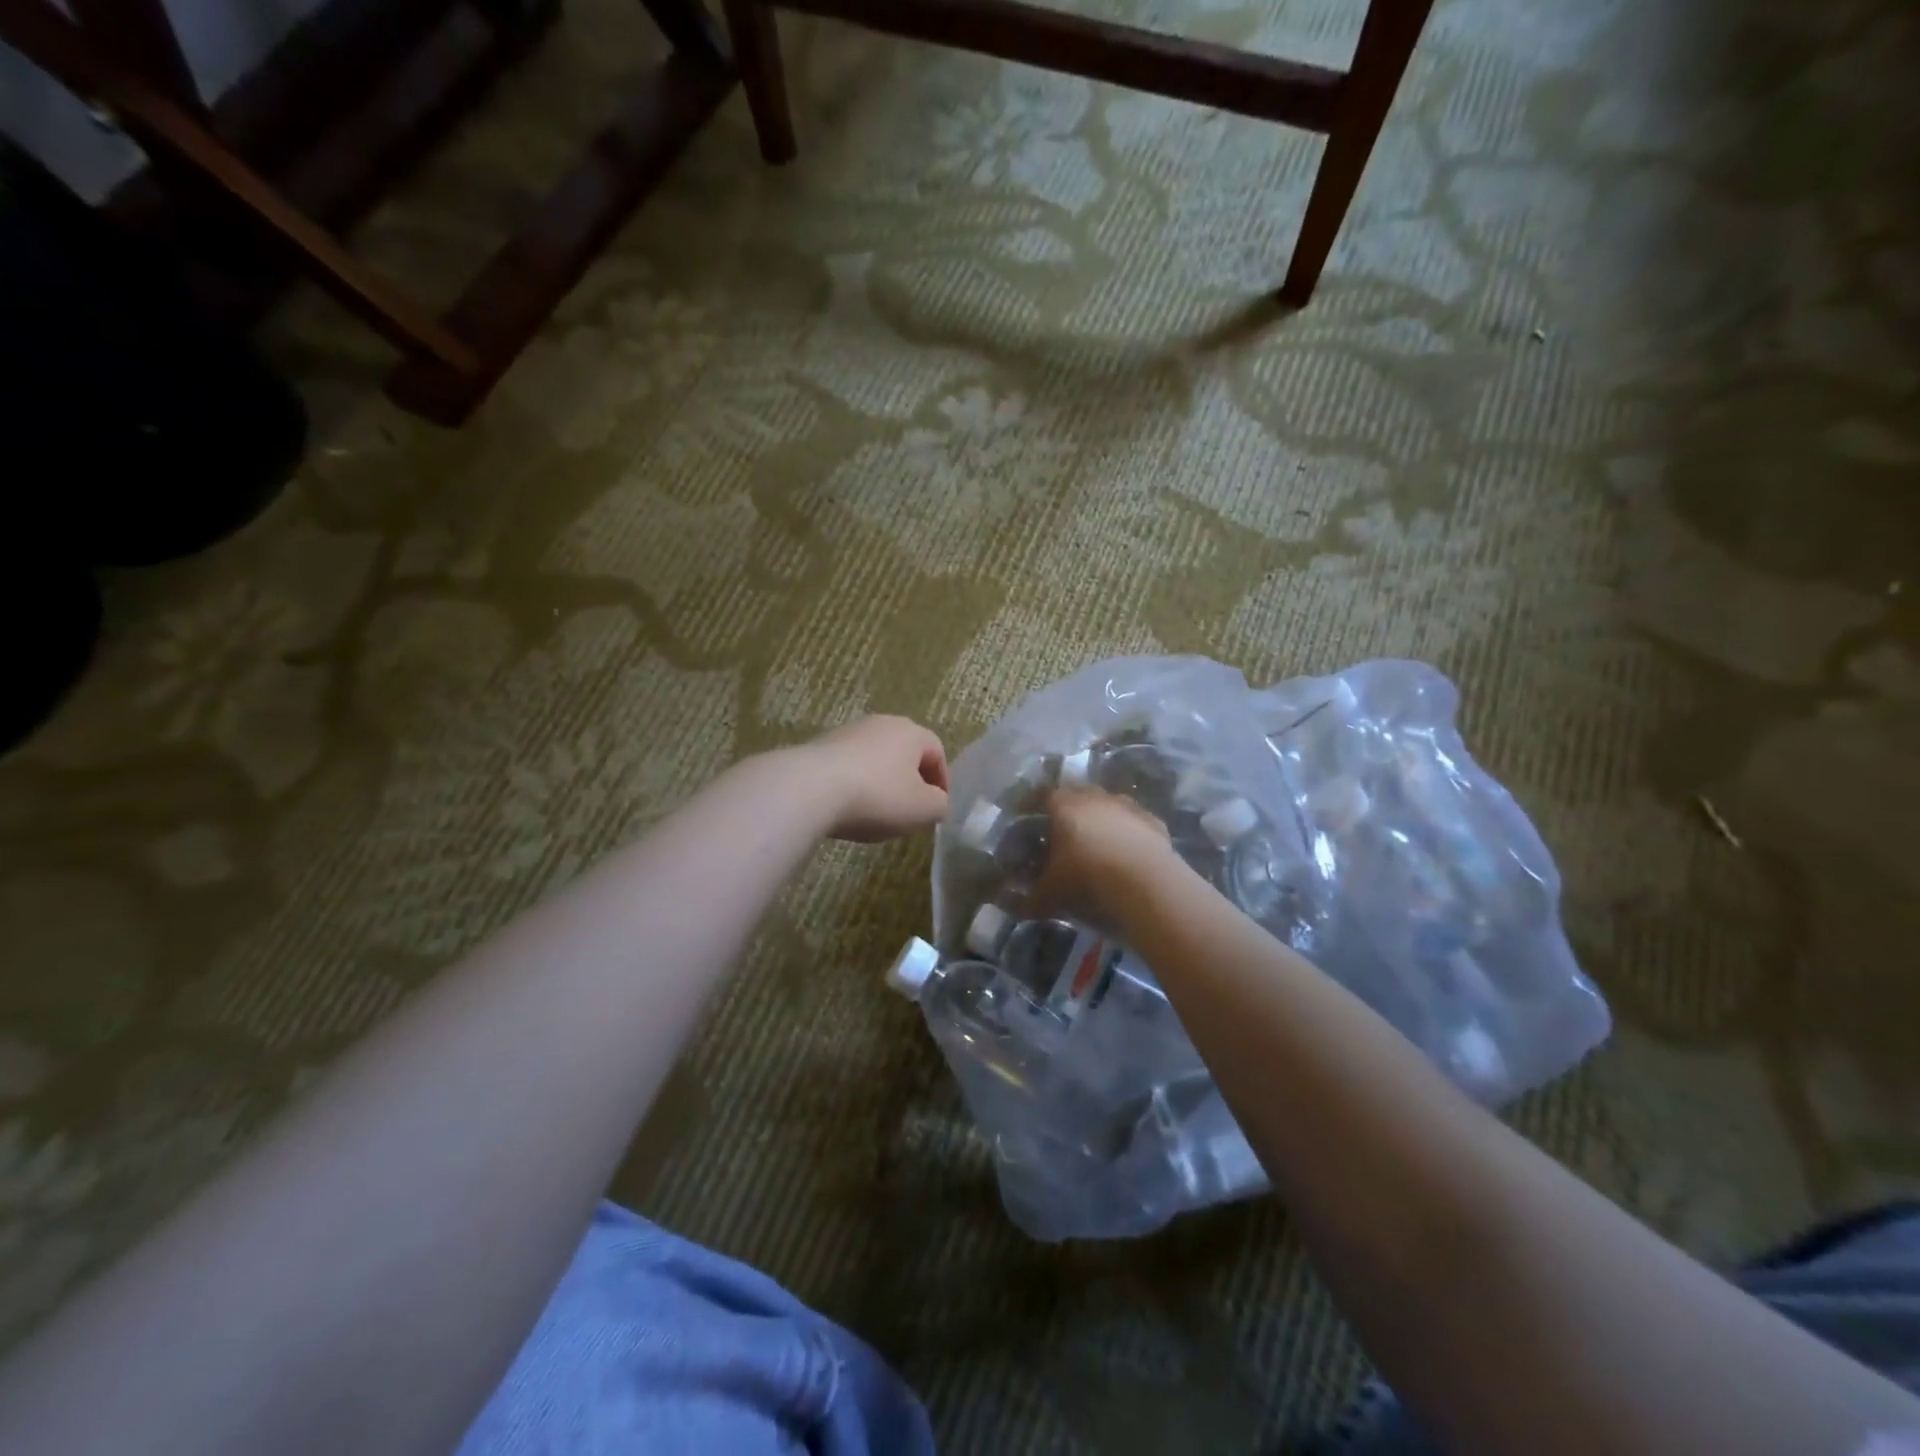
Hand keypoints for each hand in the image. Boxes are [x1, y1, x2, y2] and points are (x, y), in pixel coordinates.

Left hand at [801, 715, 949, 842]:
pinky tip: (846, 807)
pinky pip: (847, 766)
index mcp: (911, 732)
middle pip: (904, 751)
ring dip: (880, 781)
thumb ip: (939, 805)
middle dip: (910, 779)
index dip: (941, 781)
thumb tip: (936, 801)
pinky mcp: (818, 746)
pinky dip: (853, 784)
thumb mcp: (923, 809)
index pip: (937, 751)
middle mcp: (880, 723)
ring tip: (875, 811)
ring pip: (874, 758)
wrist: (810, 789)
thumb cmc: (878, 796)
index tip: (936, 807)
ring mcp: (846, 732)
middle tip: (909, 809)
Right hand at [1033, 787, 1175, 918]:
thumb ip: (1030, 899)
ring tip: (1097, 841)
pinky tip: (1127, 851)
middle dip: (1068, 808)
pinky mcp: (1152, 820)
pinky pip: (1134, 820)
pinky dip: (1128, 831)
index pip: (1042, 794)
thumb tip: (1016, 908)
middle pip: (1077, 793)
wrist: (1144, 882)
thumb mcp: (1050, 894)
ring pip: (1108, 804)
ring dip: (1101, 817)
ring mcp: (1126, 806)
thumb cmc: (1086, 878)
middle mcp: (1095, 797)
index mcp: (1064, 806)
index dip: (1034, 804)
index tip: (1029, 815)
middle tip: (1063, 830)